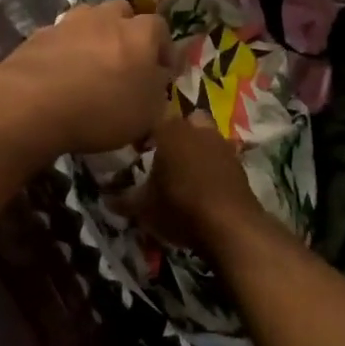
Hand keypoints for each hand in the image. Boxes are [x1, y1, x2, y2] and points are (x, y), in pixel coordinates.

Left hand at [0, 0, 172, 163]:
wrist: (32, 103)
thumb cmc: (102, 110)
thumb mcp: (147, 114)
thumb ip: (157, 91)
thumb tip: (157, 78)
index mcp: (140, 33)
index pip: (160, 29)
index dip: (162, 49)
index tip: (160, 71)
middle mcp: (106, 18)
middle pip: (122, 13)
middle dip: (126, 32)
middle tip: (123, 61)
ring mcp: (69, 22)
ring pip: (88, 20)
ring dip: (93, 37)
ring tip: (89, 66)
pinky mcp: (39, 34)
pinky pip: (60, 37)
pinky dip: (64, 50)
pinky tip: (59, 74)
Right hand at [123, 112, 266, 255]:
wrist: (231, 226)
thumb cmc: (180, 207)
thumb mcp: (143, 208)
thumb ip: (123, 199)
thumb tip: (105, 198)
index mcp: (170, 130)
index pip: (151, 119)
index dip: (143, 134)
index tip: (136, 150)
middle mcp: (197, 129)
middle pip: (183, 123)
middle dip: (174, 135)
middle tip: (162, 157)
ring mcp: (222, 144)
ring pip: (204, 137)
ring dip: (195, 149)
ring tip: (184, 173)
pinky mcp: (239, 163)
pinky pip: (219, 157)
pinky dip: (211, 166)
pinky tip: (203, 186)